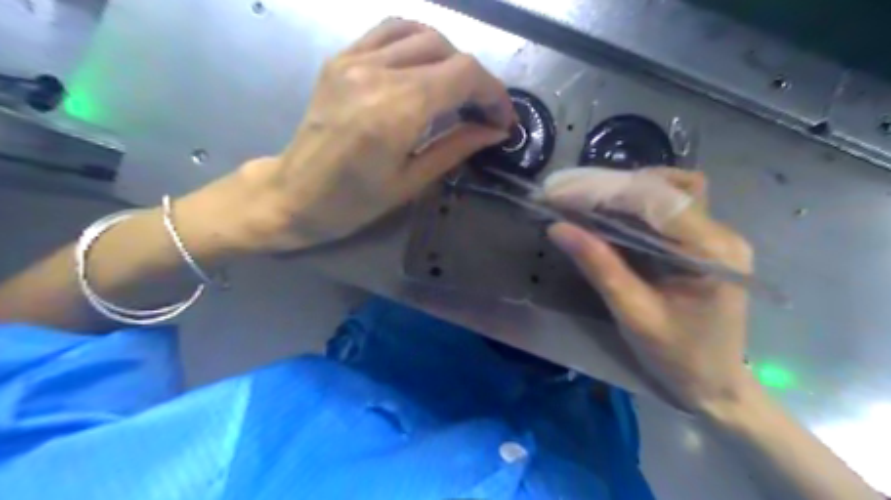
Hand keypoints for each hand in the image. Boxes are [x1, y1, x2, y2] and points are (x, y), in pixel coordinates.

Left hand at [235, 18, 514, 251]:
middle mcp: (376, 74)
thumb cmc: (354, 201)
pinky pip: (390, 31)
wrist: (295, 193)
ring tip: (456, 90)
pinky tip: (425, 67)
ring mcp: (354, 59)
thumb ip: (456, 147)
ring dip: (451, 58)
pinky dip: (418, 42)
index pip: (464, 74)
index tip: (502, 118)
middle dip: (477, 80)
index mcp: (396, 111)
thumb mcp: (412, 181)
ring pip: (422, 33)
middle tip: (482, 111)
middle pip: (448, 51)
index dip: (494, 92)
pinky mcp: (341, 58)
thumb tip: (495, 130)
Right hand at [546, 168, 754, 414]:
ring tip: (587, 202)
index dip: (608, 191)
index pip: (659, 201)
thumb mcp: (632, 313)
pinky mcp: (705, 243)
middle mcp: (721, 234)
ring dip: (627, 192)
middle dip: (615, 187)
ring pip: (671, 192)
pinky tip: (610, 216)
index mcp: (712, 252)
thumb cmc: (677, 356)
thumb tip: (557, 227)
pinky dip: (636, 207)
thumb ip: (598, 265)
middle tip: (569, 193)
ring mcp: (716, 236)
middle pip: (669, 187)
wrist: (714, 383)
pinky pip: (670, 210)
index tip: (564, 192)